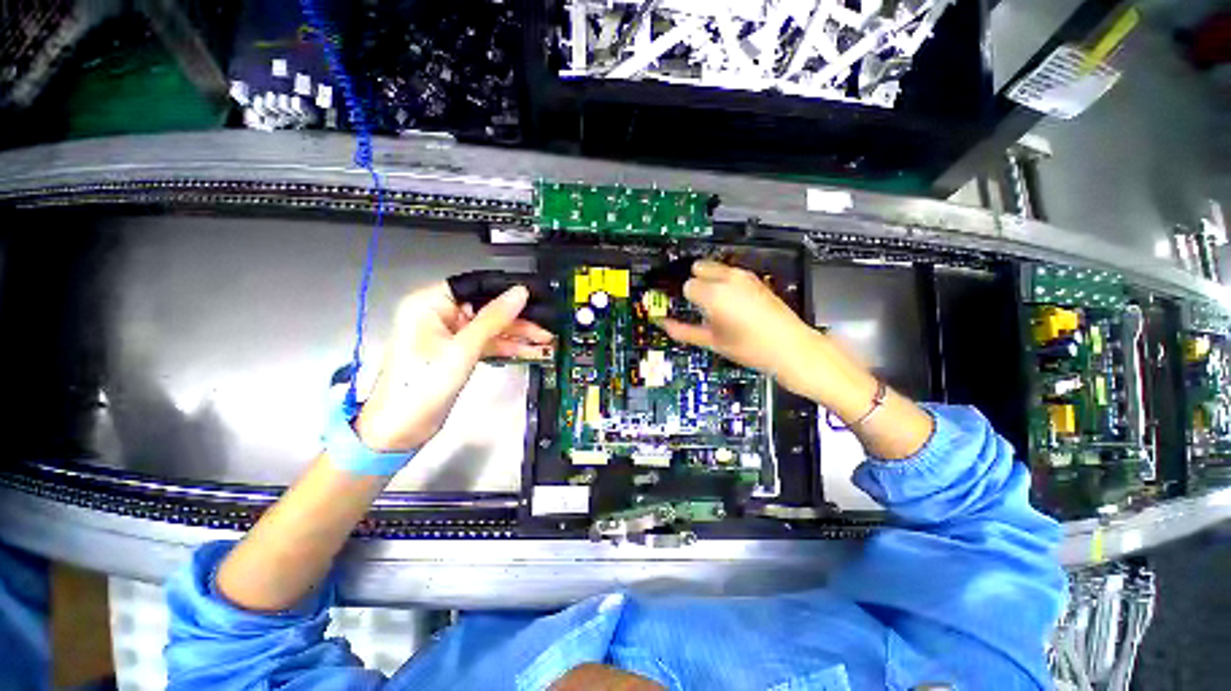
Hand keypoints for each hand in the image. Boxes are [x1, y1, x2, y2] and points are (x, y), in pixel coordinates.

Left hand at [355, 282, 552, 450]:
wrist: (400, 431)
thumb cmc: (421, 386)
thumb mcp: (462, 350)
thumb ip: (493, 319)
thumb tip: (519, 293)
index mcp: (429, 304)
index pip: (475, 286)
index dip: (506, 291)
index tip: (535, 297)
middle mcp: (439, 314)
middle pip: (487, 308)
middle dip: (518, 319)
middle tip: (546, 326)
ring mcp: (450, 335)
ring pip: (491, 328)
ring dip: (518, 335)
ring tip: (546, 342)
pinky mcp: (458, 353)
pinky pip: (488, 344)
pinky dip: (508, 348)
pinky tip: (531, 351)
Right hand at [659, 260, 815, 387]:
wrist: (790, 347)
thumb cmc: (750, 347)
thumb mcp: (712, 341)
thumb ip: (683, 331)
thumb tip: (664, 325)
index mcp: (713, 294)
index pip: (687, 286)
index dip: (685, 299)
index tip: (687, 309)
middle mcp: (727, 278)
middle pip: (699, 268)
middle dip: (695, 283)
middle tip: (699, 305)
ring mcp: (744, 276)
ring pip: (715, 267)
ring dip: (710, 280)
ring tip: (716, 305)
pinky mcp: (756, 279)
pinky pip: (731, 273)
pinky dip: (724, 282)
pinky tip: (731, 303)